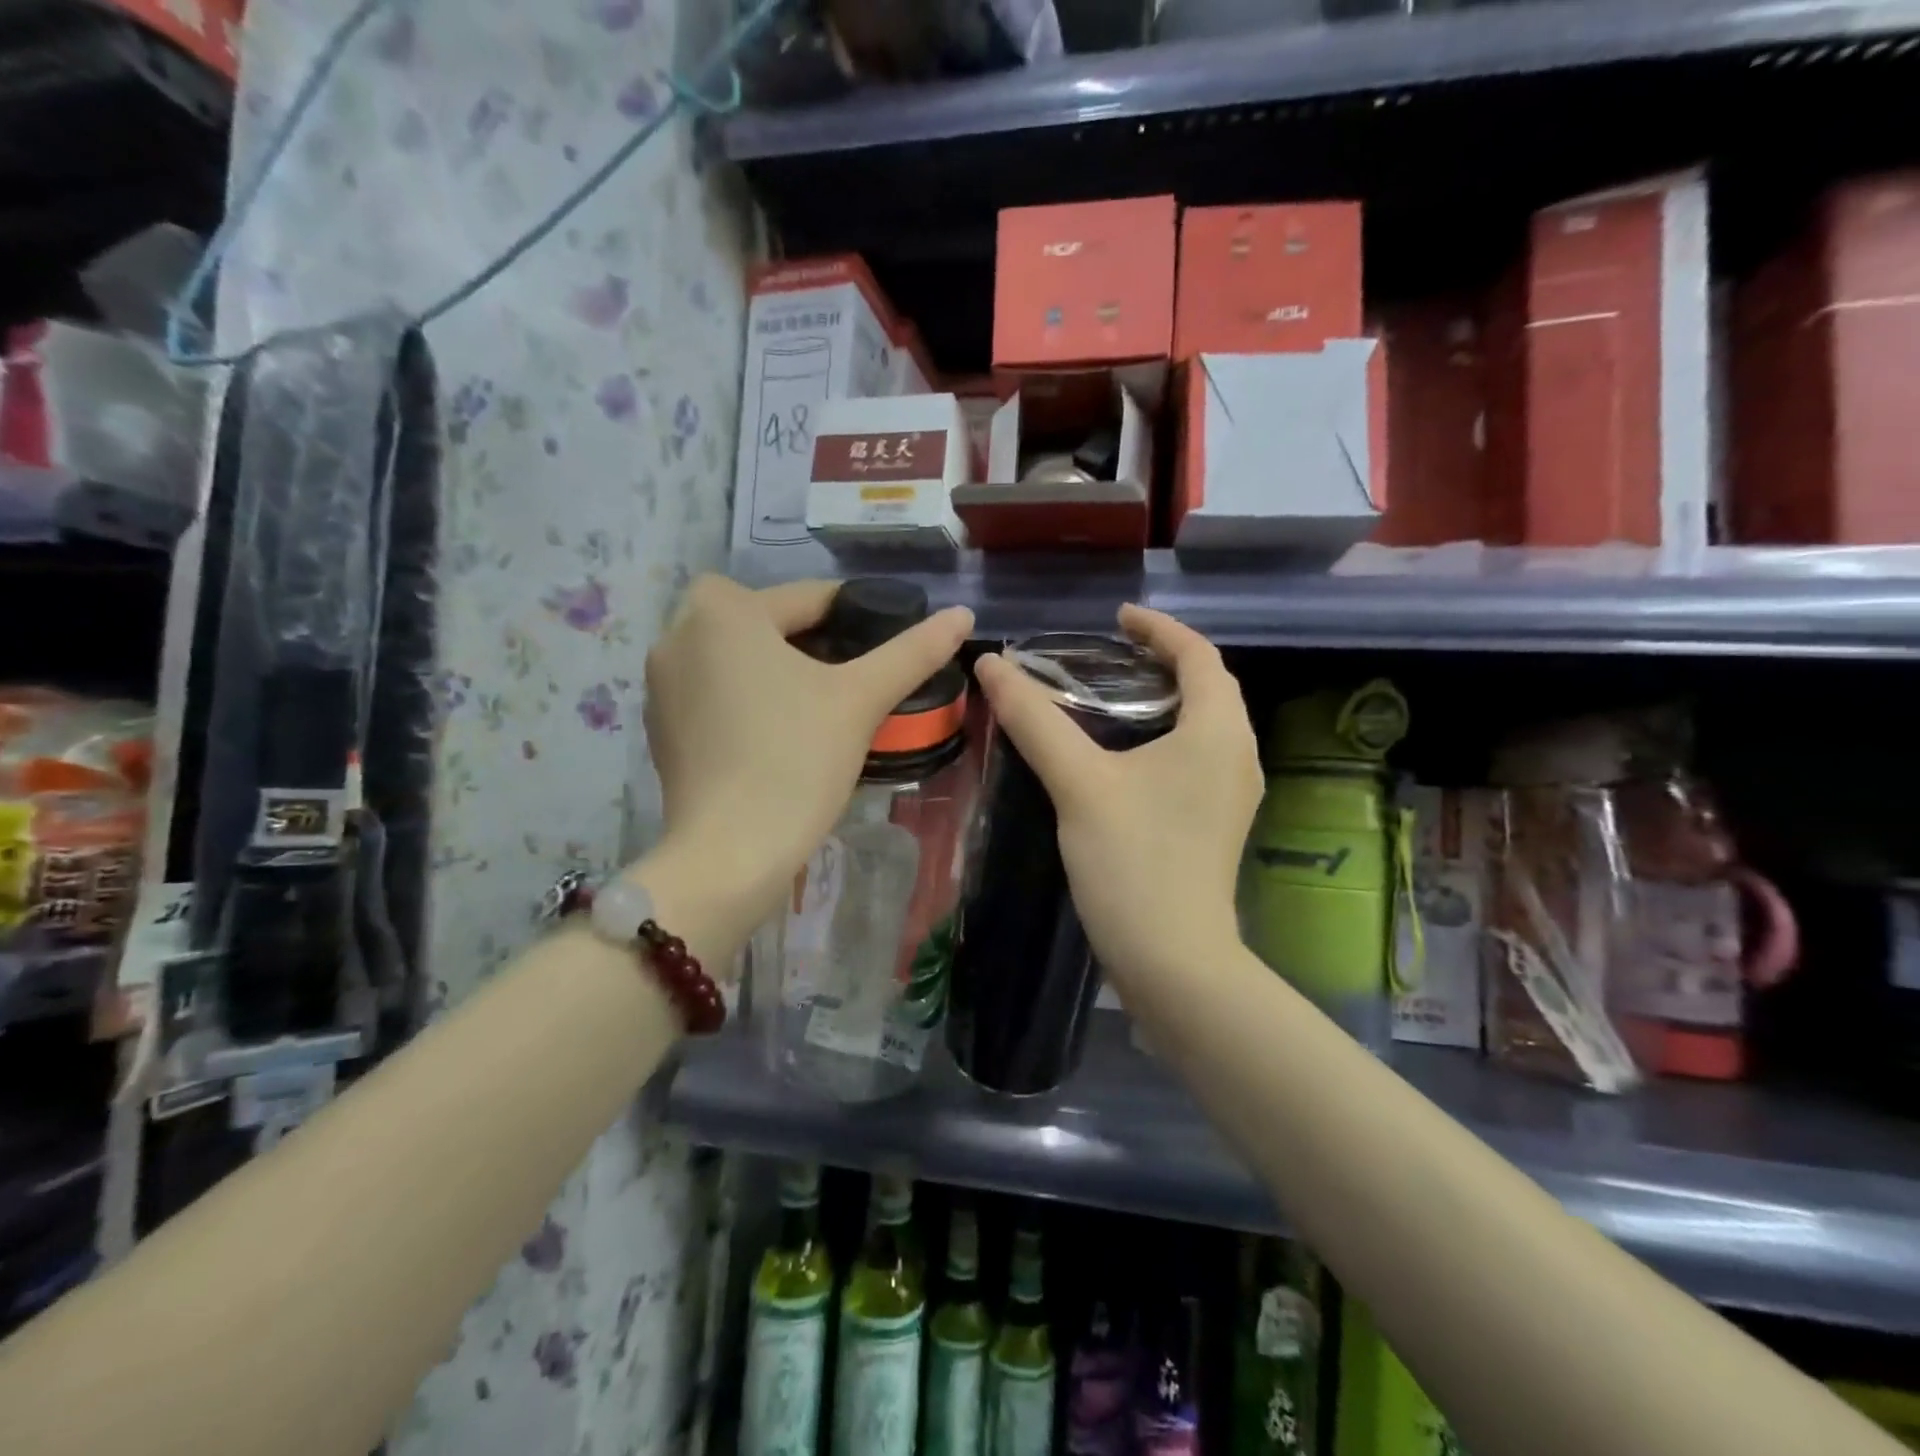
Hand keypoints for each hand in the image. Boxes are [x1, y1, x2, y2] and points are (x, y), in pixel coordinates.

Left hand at [640, 576, 972, 934]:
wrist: (730, 852)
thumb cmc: (796, 760)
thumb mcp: (860, 699)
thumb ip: (913, 651)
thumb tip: (962, 614)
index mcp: (723, 610)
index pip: (807, 597)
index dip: (857, 615)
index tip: (889, 641)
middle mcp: (679, 633)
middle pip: (765, 621)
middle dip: (810, 639)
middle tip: (854, 675)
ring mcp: (661, 683)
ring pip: (736, 656)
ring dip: (774, 666)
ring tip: (820, 702)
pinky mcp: (659, 726)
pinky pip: (713, 690)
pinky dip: (745, 697)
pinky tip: (777, 732)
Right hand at [972, 606, 1260, 987]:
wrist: (1173, 960)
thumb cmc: (1132, 861)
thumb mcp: (1078, 783)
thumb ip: (1034, 720)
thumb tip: (992, 665)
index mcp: (1218, 731)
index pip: (1199, 655)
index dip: (1159, 628)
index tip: (1117, 619)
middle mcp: (1239, 755)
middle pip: (1209, 686)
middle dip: (1164, 660)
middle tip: (1110, 654)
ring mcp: (1233, 793)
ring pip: (1205, 723)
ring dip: (1166, 699)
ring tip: (1114, 694)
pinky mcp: (1218, 822)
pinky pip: (1198, 755)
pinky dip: (1167, 735)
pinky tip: (1126, 753)